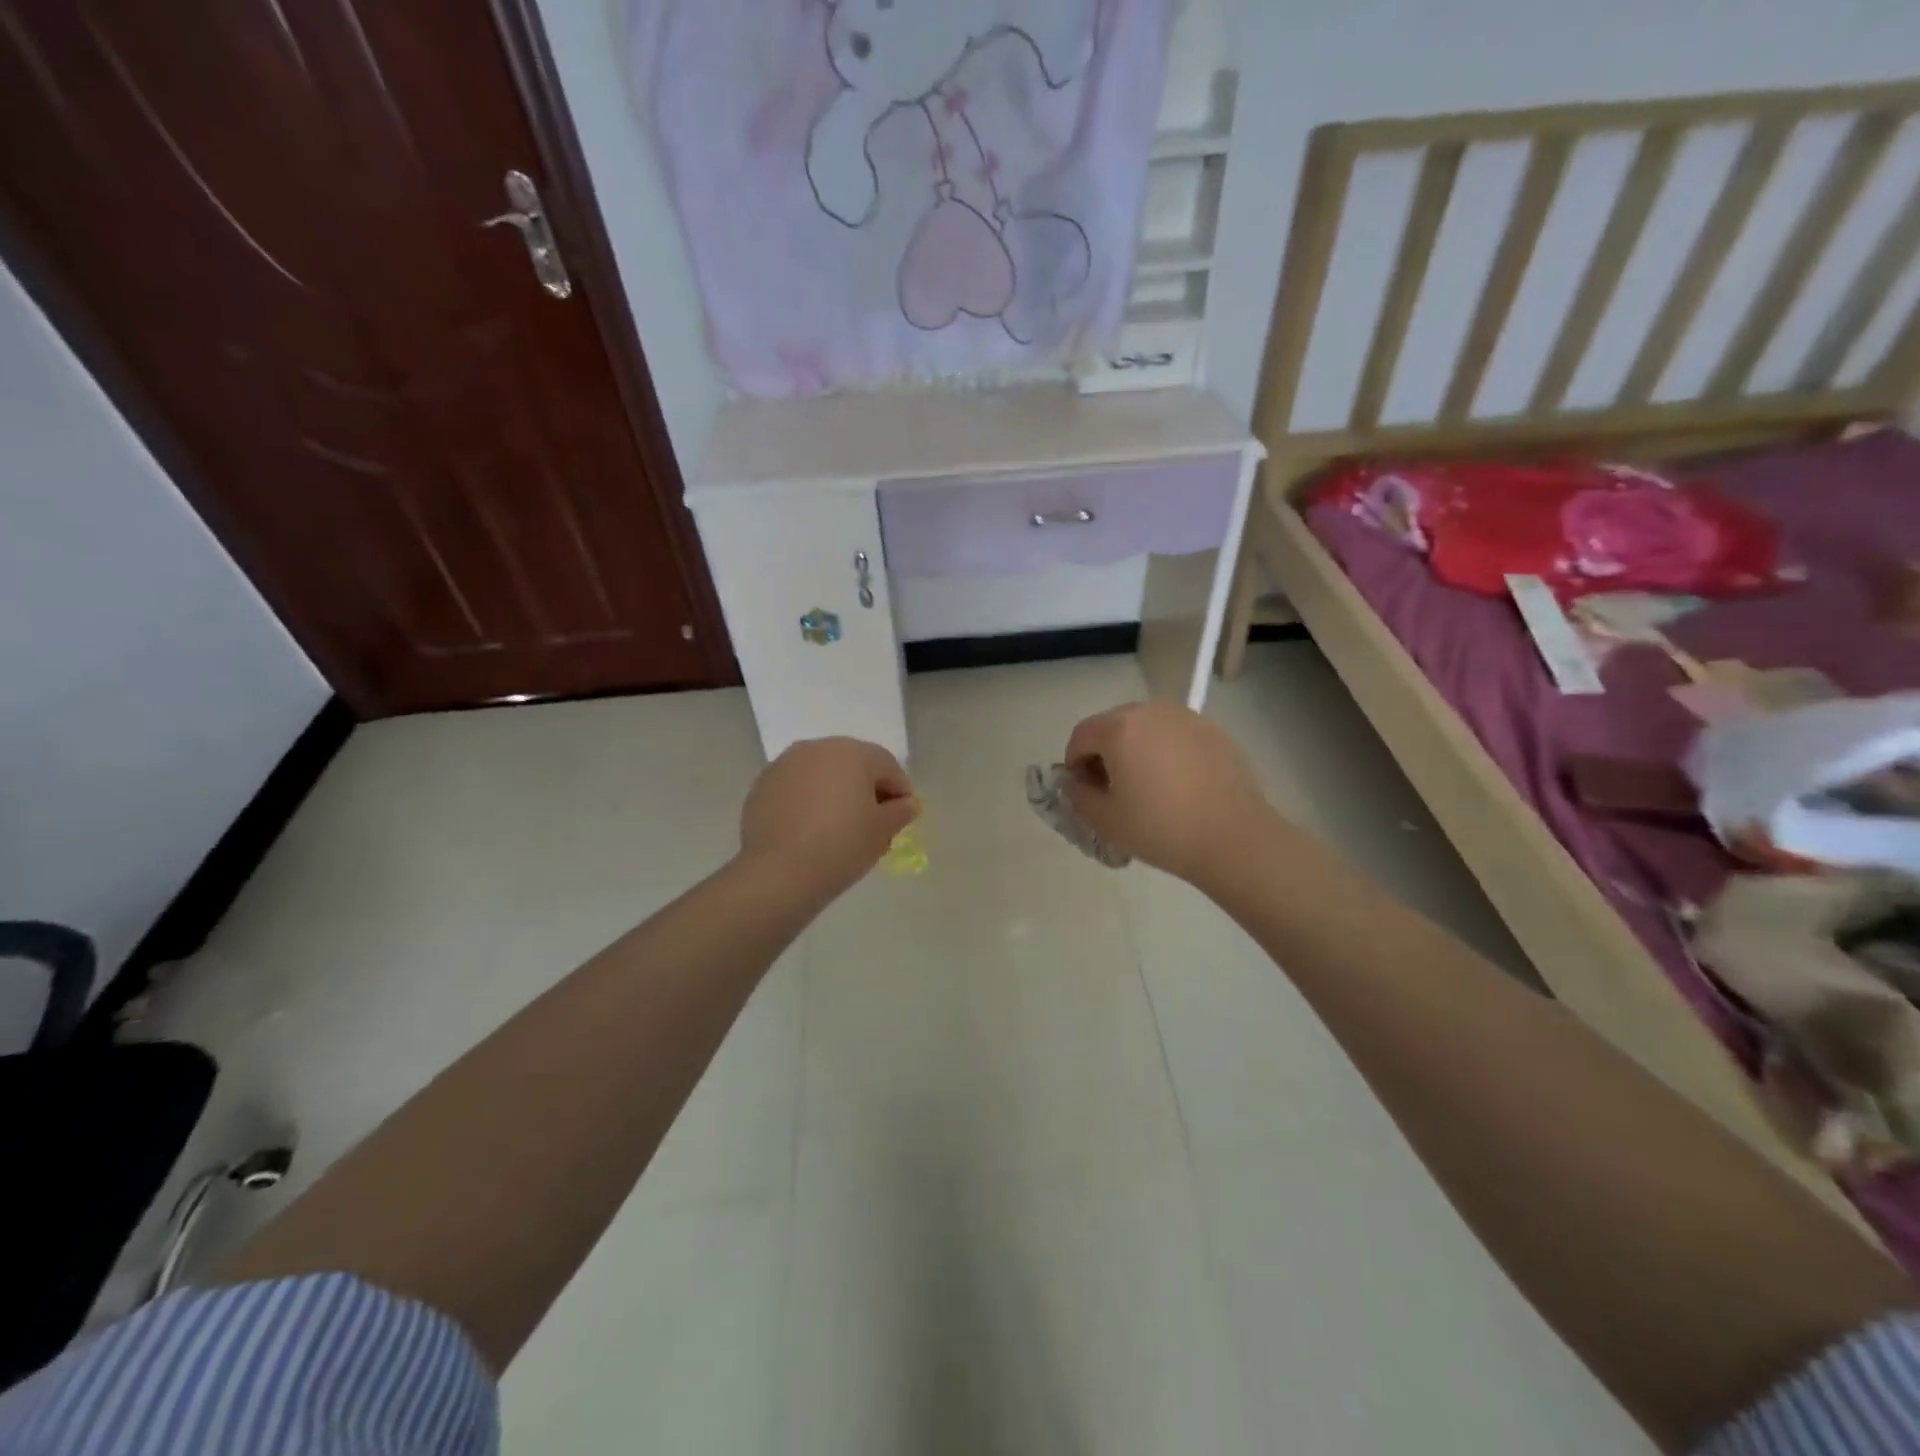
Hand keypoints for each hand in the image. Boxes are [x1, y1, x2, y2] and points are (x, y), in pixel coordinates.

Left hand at [739, 737, 918, 894]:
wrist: (780, 872)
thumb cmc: (842, 845)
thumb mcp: (882, 831)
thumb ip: (900, 812)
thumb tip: (906, 804)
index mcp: (852, 752)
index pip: (887, 765)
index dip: (900, 790)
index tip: (902, 816)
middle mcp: (817, 748)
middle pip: (853, 764)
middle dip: (866, 789)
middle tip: (873, 823)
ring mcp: (785, 764)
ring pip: (822, 774)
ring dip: (835, 793)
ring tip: (840, 827)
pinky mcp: (762, 785)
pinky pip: (796, 788)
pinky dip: (808, 801)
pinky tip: (810, 830)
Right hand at [1063, 702, 1272, 887]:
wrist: (1233, 838)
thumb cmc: (1161, 828)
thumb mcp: (1105, 820)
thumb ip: (1078, 796)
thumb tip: (1077, 783)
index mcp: (1119, 728)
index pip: (1081, 735)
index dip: (1074, 763)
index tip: (1084, 791)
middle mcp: (1151, 711)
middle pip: (1113, 726)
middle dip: (1105, 753)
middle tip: (1113, 790)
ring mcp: (1186, 718)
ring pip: (1146, 728)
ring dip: (1136, 750)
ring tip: (1147, 786)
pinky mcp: (1213, 731)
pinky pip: (1175, 735)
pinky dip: (1166, 752)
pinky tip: (1178, 785)